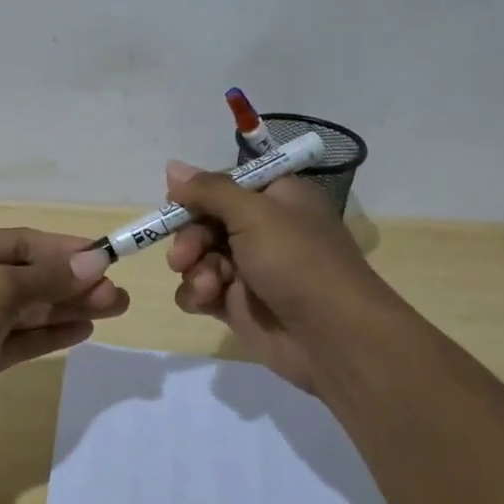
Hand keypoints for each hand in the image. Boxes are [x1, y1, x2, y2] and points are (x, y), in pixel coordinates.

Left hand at [0, 228, 126, 433]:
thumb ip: (48, 278)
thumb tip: (96, 264)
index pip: (26, 243)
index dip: (67, 251)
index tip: (107, 259)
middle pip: (33, 277)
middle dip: (75, 284)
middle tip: (119, 295)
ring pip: (31, 309)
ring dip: (70, 308)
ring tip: (114, 309)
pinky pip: (22, 339)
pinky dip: (51, 334)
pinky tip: (84, 330)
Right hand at [164, 161, 389, 392]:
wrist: (332, 337)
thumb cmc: (297, 262)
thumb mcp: (254, 214)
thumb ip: (209, 190)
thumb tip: (172, 166)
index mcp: (277, 198)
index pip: (225, 185)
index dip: (198, 194)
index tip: (176, 203)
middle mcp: (263, 229)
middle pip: (204, 221)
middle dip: (189, 237)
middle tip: (184, 255)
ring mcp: (248, 269)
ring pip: (197, 257)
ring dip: (194, 268)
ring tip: (208, 285)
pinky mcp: (236, 304)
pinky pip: (200, 290)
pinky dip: (197, 293)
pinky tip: (207, 301)